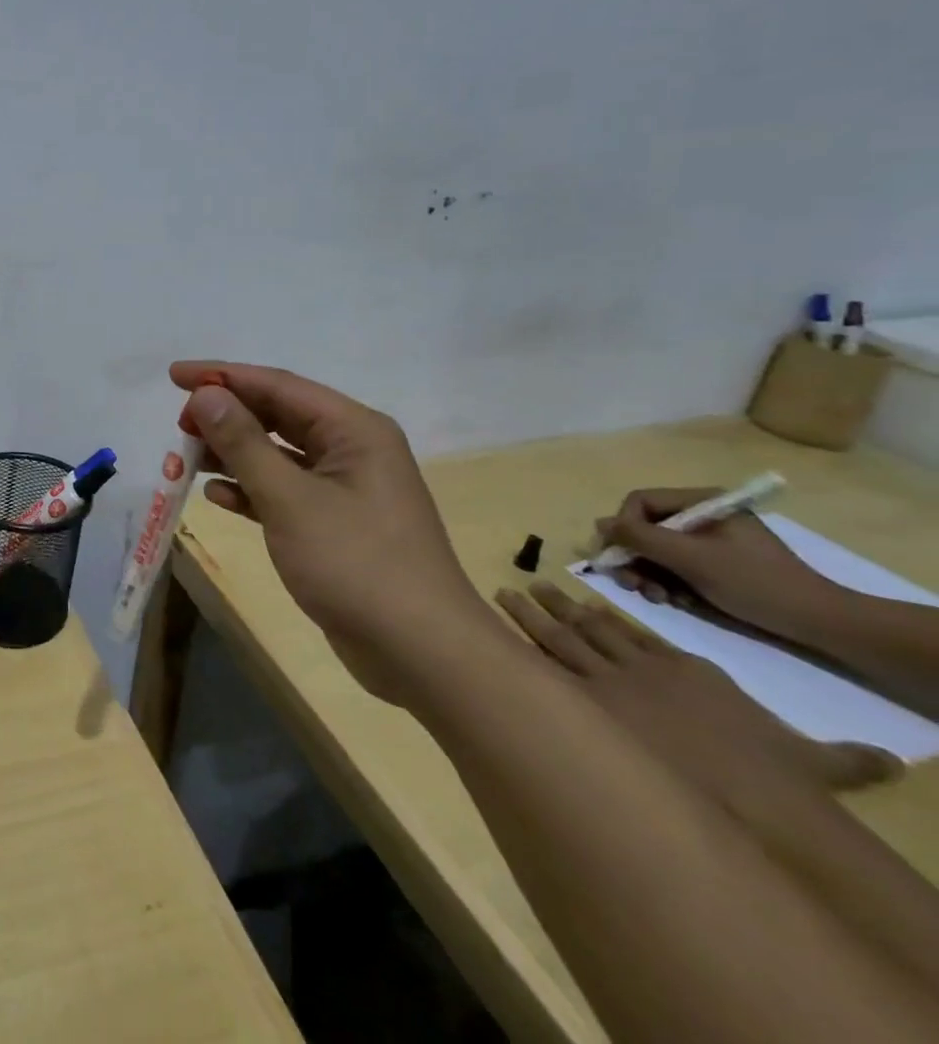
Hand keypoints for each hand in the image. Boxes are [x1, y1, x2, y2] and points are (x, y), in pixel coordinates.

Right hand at [171, 360, 503, 704]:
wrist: (422, 653)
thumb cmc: (356, 564)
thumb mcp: (290, 499)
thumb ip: (244, 443)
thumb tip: (205, 394)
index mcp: (353, 429)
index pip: (278, 385)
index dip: (223, 377)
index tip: (174, 375)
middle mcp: (351, 449)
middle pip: (276, 416)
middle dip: (225, 417)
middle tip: (179, 424)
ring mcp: (344, 488)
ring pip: (276, 454)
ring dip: (231, 454)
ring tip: (184, 458)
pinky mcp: (334, 523)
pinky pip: (282, 490)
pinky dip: (249, 489)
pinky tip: (216, 496)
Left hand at [496, 581, 899, 802]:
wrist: (750, 797)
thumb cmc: (778, 780)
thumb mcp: (814, 763)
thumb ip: (839, 756)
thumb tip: (888, 762)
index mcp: (684, 670)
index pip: (635, 635)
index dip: (603, 617)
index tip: (580, 601)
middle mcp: (637, 668)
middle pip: (587, 628)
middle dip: (555, 606)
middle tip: (527, 583)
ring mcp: (605, 684)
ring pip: (556, 638)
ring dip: (528, 615)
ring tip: (503, 592)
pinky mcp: (582, 705)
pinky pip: (541, 669)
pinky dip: (517, 649)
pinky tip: (493, 634)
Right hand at [598, 489, 837, 639]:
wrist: (820, 623)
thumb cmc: (755, 582)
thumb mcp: (690, 558)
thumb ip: (640, 536)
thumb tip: (599, 524)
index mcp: (702, 502)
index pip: (640, 502)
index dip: (623, 527)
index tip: (621, 556)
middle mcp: (702, 516)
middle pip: (645, 528)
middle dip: (634, 557)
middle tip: (632, 585)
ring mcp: (709, 541)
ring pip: (655, 550)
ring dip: (647, 574)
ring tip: (656, 597)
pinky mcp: (715, 564)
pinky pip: (674, 566)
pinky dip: (666, 583)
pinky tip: (675, 600)